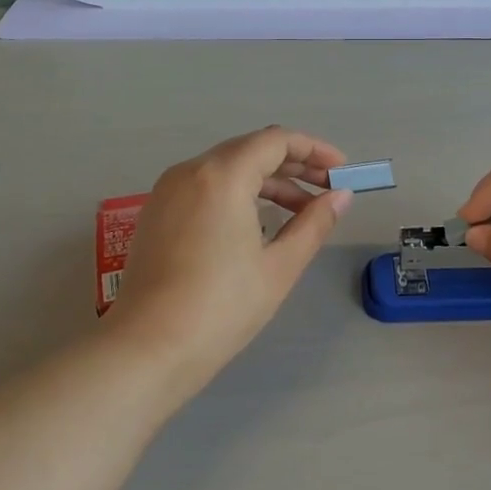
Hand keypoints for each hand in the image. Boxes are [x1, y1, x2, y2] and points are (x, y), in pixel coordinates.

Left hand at [106, 127, 350, 389]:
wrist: (149, 348)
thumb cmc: (222, 307)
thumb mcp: (279, 266)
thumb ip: (314, 223)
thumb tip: (341, 196)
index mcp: (222, 176)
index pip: (275, 140)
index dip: (314, 150)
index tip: (340, 170)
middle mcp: (190, 171)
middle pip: (250, 149)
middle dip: (293, 165)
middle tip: (326, 190)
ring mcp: (167, 191)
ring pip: (226, 168)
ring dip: (266, 181)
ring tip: (300, 212)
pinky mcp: (156, 213)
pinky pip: (205, 186)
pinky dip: (238, 193)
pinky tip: (258, 224)